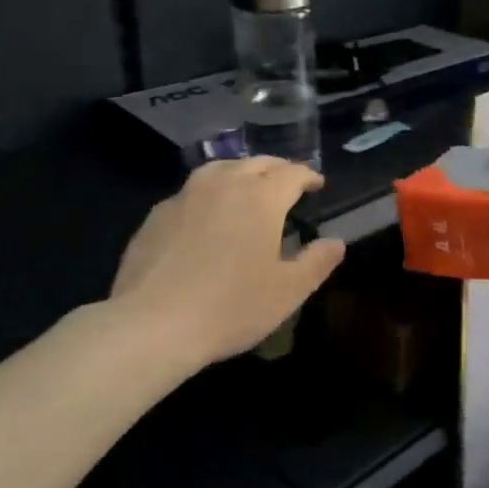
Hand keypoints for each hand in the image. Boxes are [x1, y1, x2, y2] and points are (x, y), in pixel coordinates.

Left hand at [105, 159, 345, 374]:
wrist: (152, 324)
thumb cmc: (231, 307)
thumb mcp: (289, 291)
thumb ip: (317, 262)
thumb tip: (336, 242)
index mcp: (262, 198)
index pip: (292, 173)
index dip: (309, 176)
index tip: (318, 185)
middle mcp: (225, 185)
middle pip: (257, 163)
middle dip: (277, 169)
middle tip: (288, 183)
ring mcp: (186, 196)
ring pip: (220, 168)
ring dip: (241, 172)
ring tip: (247, 186)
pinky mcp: (157, 215)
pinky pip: (191, 191)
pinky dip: (209, 193)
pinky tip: (207, 215)